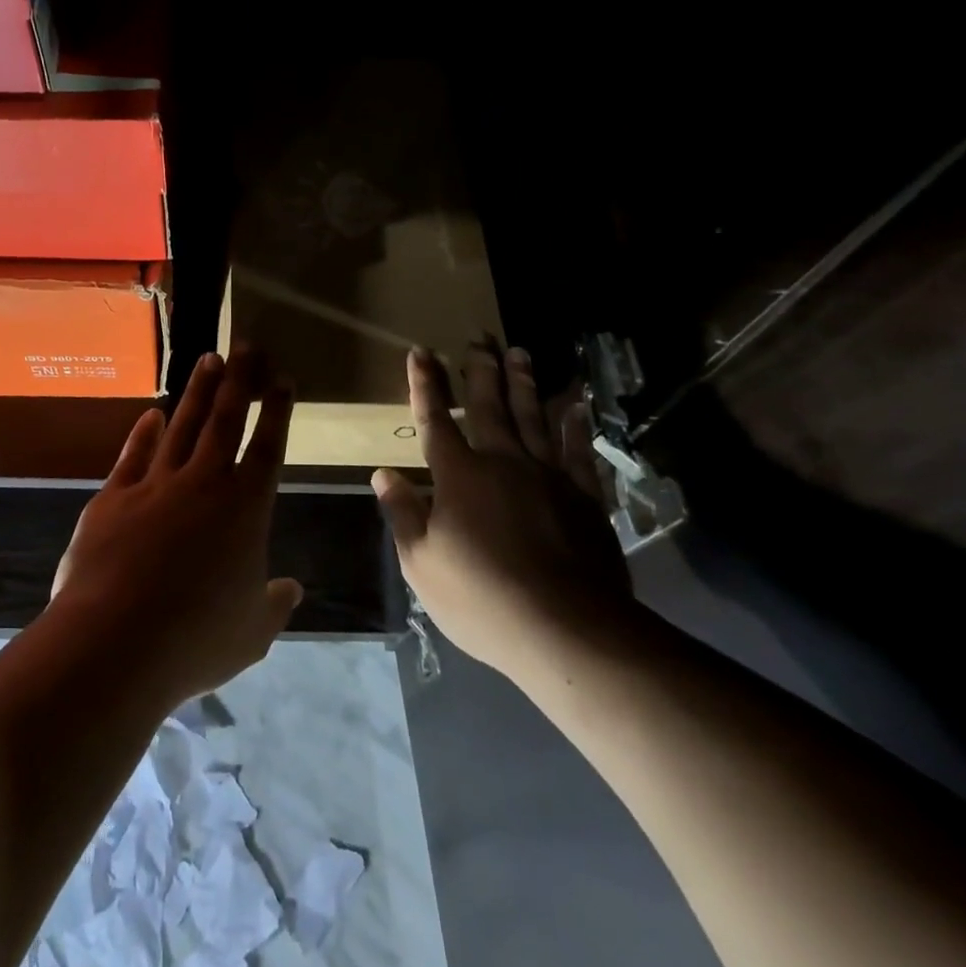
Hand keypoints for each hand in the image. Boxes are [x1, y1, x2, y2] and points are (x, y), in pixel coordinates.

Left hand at [51, 348, 303, 707]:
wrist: (114, 642)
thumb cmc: (196, 639)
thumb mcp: (251, 632)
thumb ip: (274, 604)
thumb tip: (293, 590)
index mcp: (245, 508)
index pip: (267, 447)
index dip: (276, 411)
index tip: (281, 379)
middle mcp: (204, 483)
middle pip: (225, 420)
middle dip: (239, 380)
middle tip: (246, 345)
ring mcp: (156, 485)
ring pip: (183, 426)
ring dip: (197, 392)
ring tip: (208, 360)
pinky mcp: (114, 497)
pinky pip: (134, 455)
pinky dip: (144, 433)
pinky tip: (151, 414)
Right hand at [372, 344, 633, 679]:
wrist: (566, 627)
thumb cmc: (482, 597)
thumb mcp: (422, 563)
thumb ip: (403, 513)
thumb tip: (382, 473)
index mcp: (458, 476)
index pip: (436, 420)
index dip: (426, 385)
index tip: (421, 352)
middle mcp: (502, 462)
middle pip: (489, 407)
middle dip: (480, 371)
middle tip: (480, 339)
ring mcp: (547, 475)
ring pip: (532, 417)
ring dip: (524, 383)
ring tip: (520, 352)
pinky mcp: (583, 495)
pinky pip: (578, 449)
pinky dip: (575, 424)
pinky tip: (576, 403)